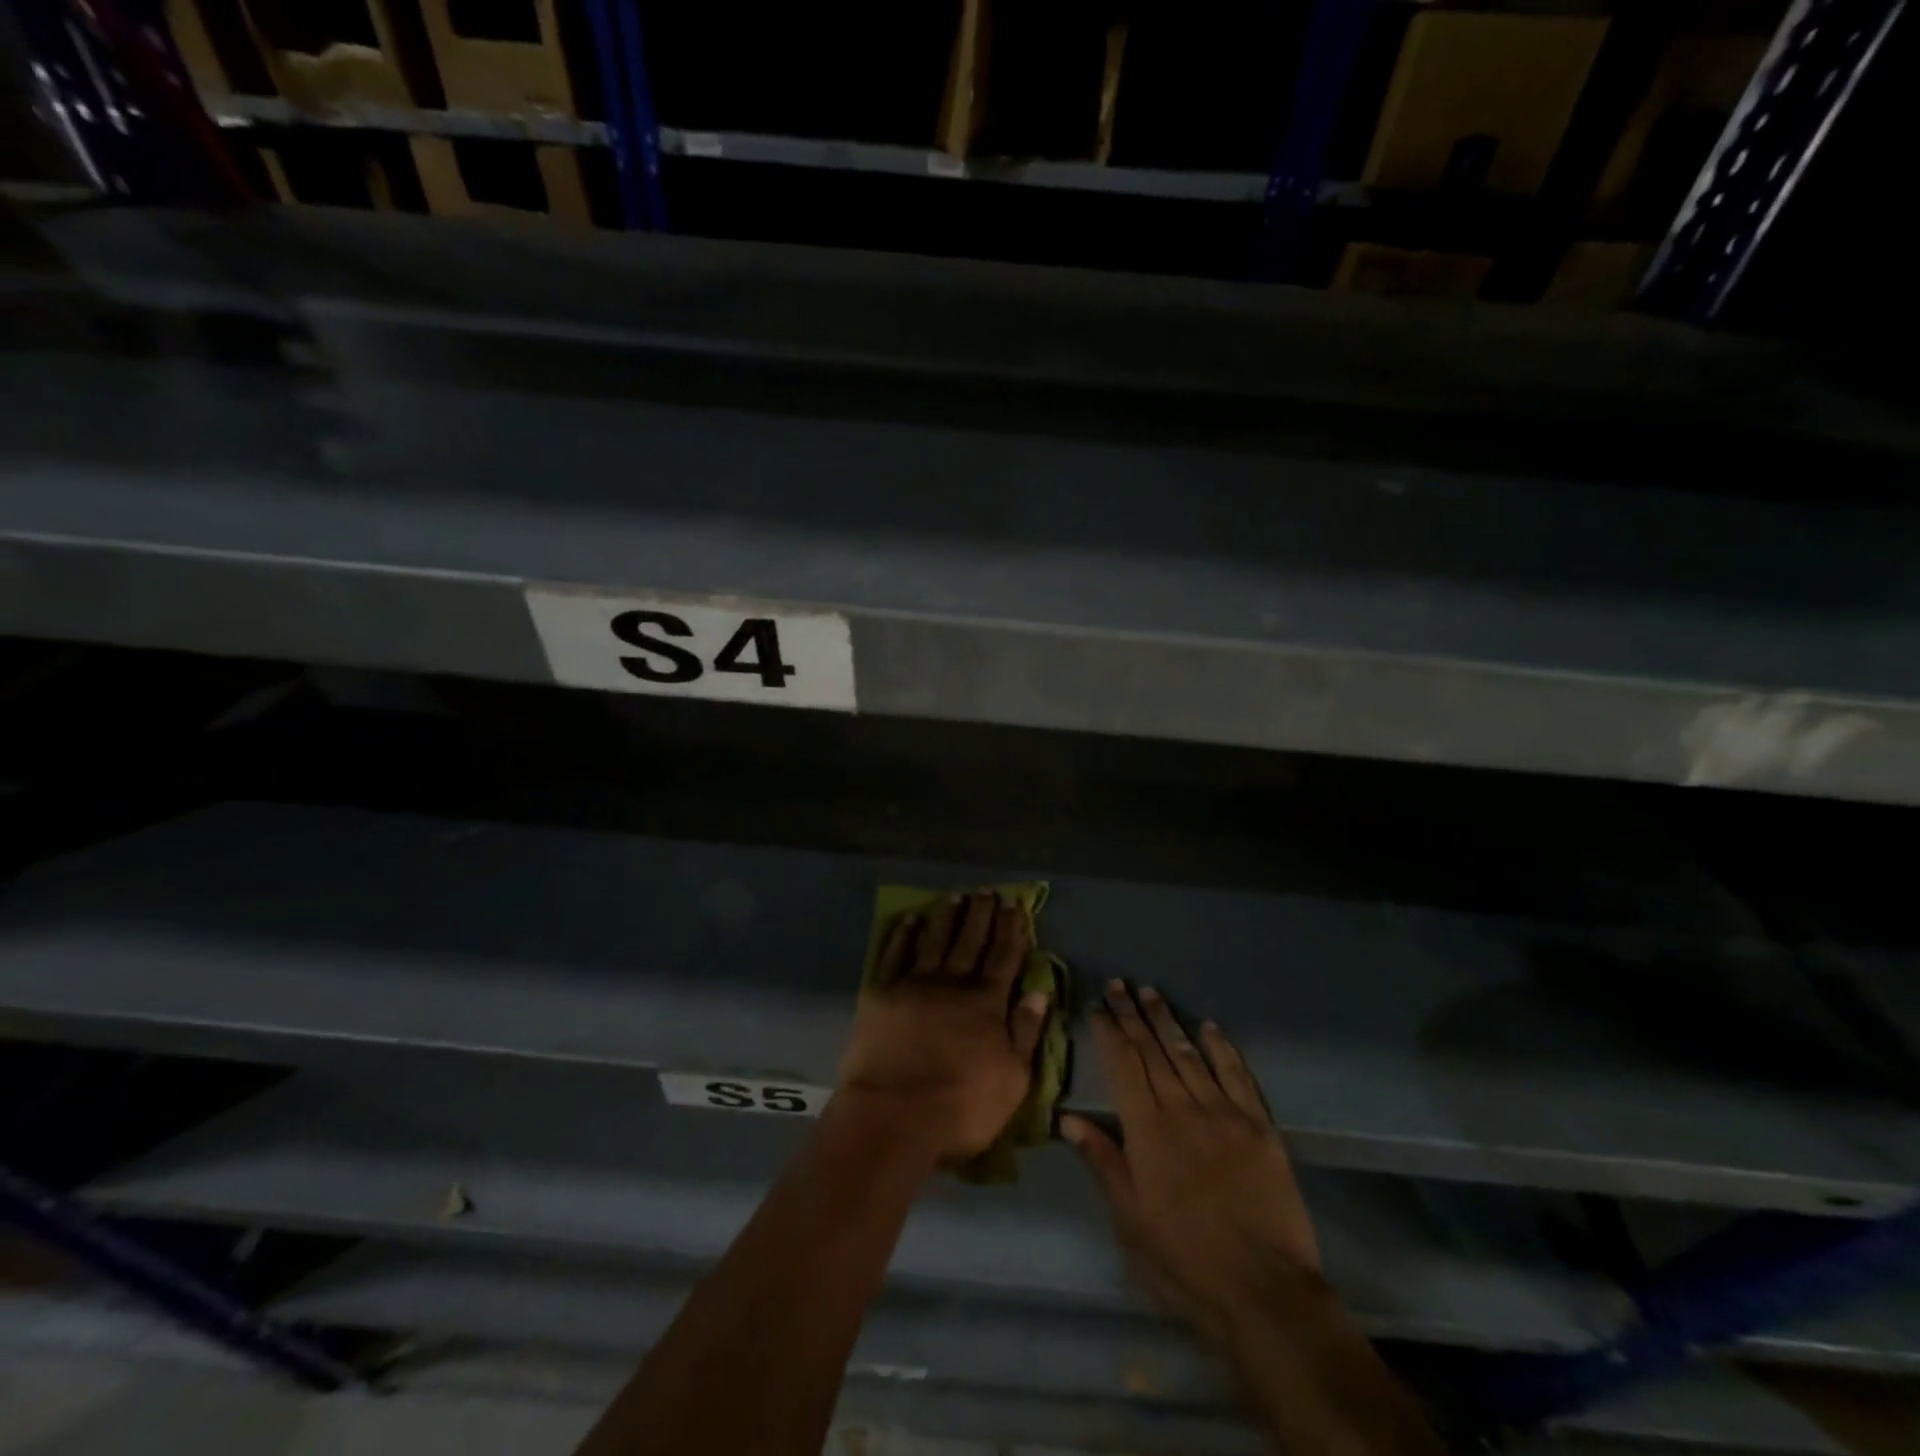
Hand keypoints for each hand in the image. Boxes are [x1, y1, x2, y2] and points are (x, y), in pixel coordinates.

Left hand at [836, 893, 1050, 1164]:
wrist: (893, 1116)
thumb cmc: (961, 1107)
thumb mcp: (1013, 1080)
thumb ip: (1026, 1032)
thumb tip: (1039, 990)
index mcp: (987, 1003)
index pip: (1004, 957)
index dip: (1010, 929)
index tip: (1014, 904)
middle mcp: (953, 984)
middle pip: (970, 941)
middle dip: (981, 914)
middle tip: (987, 891)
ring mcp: (915, 984)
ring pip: (935, 940)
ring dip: (946, 916)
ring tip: (956, 896)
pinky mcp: (881, 993)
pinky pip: (895, 954)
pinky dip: (903, 934)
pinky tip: (910, 919)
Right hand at [1061, 982, 1321, 1346]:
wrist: (1264, 1294)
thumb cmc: (1184, 1262)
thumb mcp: (1129, 1220)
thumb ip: (1102, 1161)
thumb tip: (1067, 1117)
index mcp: (1146, 1131)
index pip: (1122, 1066)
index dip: (1109, 1032)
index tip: (1098, 1006)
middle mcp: (1182, 1110)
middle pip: (1152, 1051)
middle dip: (1132, 1015)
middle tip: (1120, 983)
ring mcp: (1224, 1114)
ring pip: (1189, 1054)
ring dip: (1168, 1021)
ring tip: (1151, 992)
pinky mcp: (1259, 1127)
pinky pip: (1237, 1076)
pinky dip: (1222, 1049)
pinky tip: (1209, 1027)